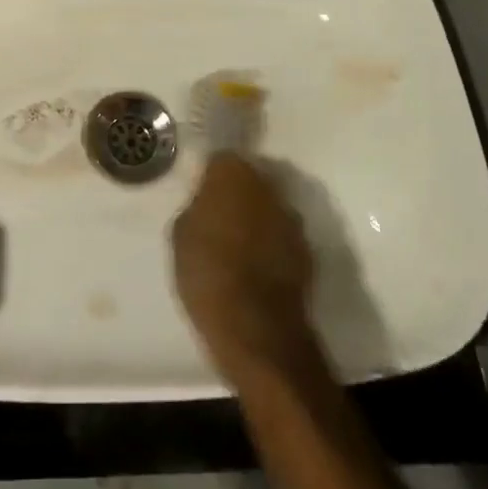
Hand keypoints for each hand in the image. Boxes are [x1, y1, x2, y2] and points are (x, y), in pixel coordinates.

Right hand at [171, 152, 319, 385]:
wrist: (257, 329)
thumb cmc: (208, 274)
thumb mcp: (180, 235)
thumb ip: (196, 207)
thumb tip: (207, 204)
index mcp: (233, 173)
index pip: (221, 158)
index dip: (211, 175)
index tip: (202, 192)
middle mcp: (268, 186)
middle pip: (250, 180)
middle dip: (236, 194)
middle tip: (218, 217)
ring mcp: (292, 218)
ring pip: (268, 208)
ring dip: (256, 219)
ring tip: (238, 246)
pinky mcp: (307, 250)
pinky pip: (282, 237)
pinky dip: (271, 245)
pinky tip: (256, 268)